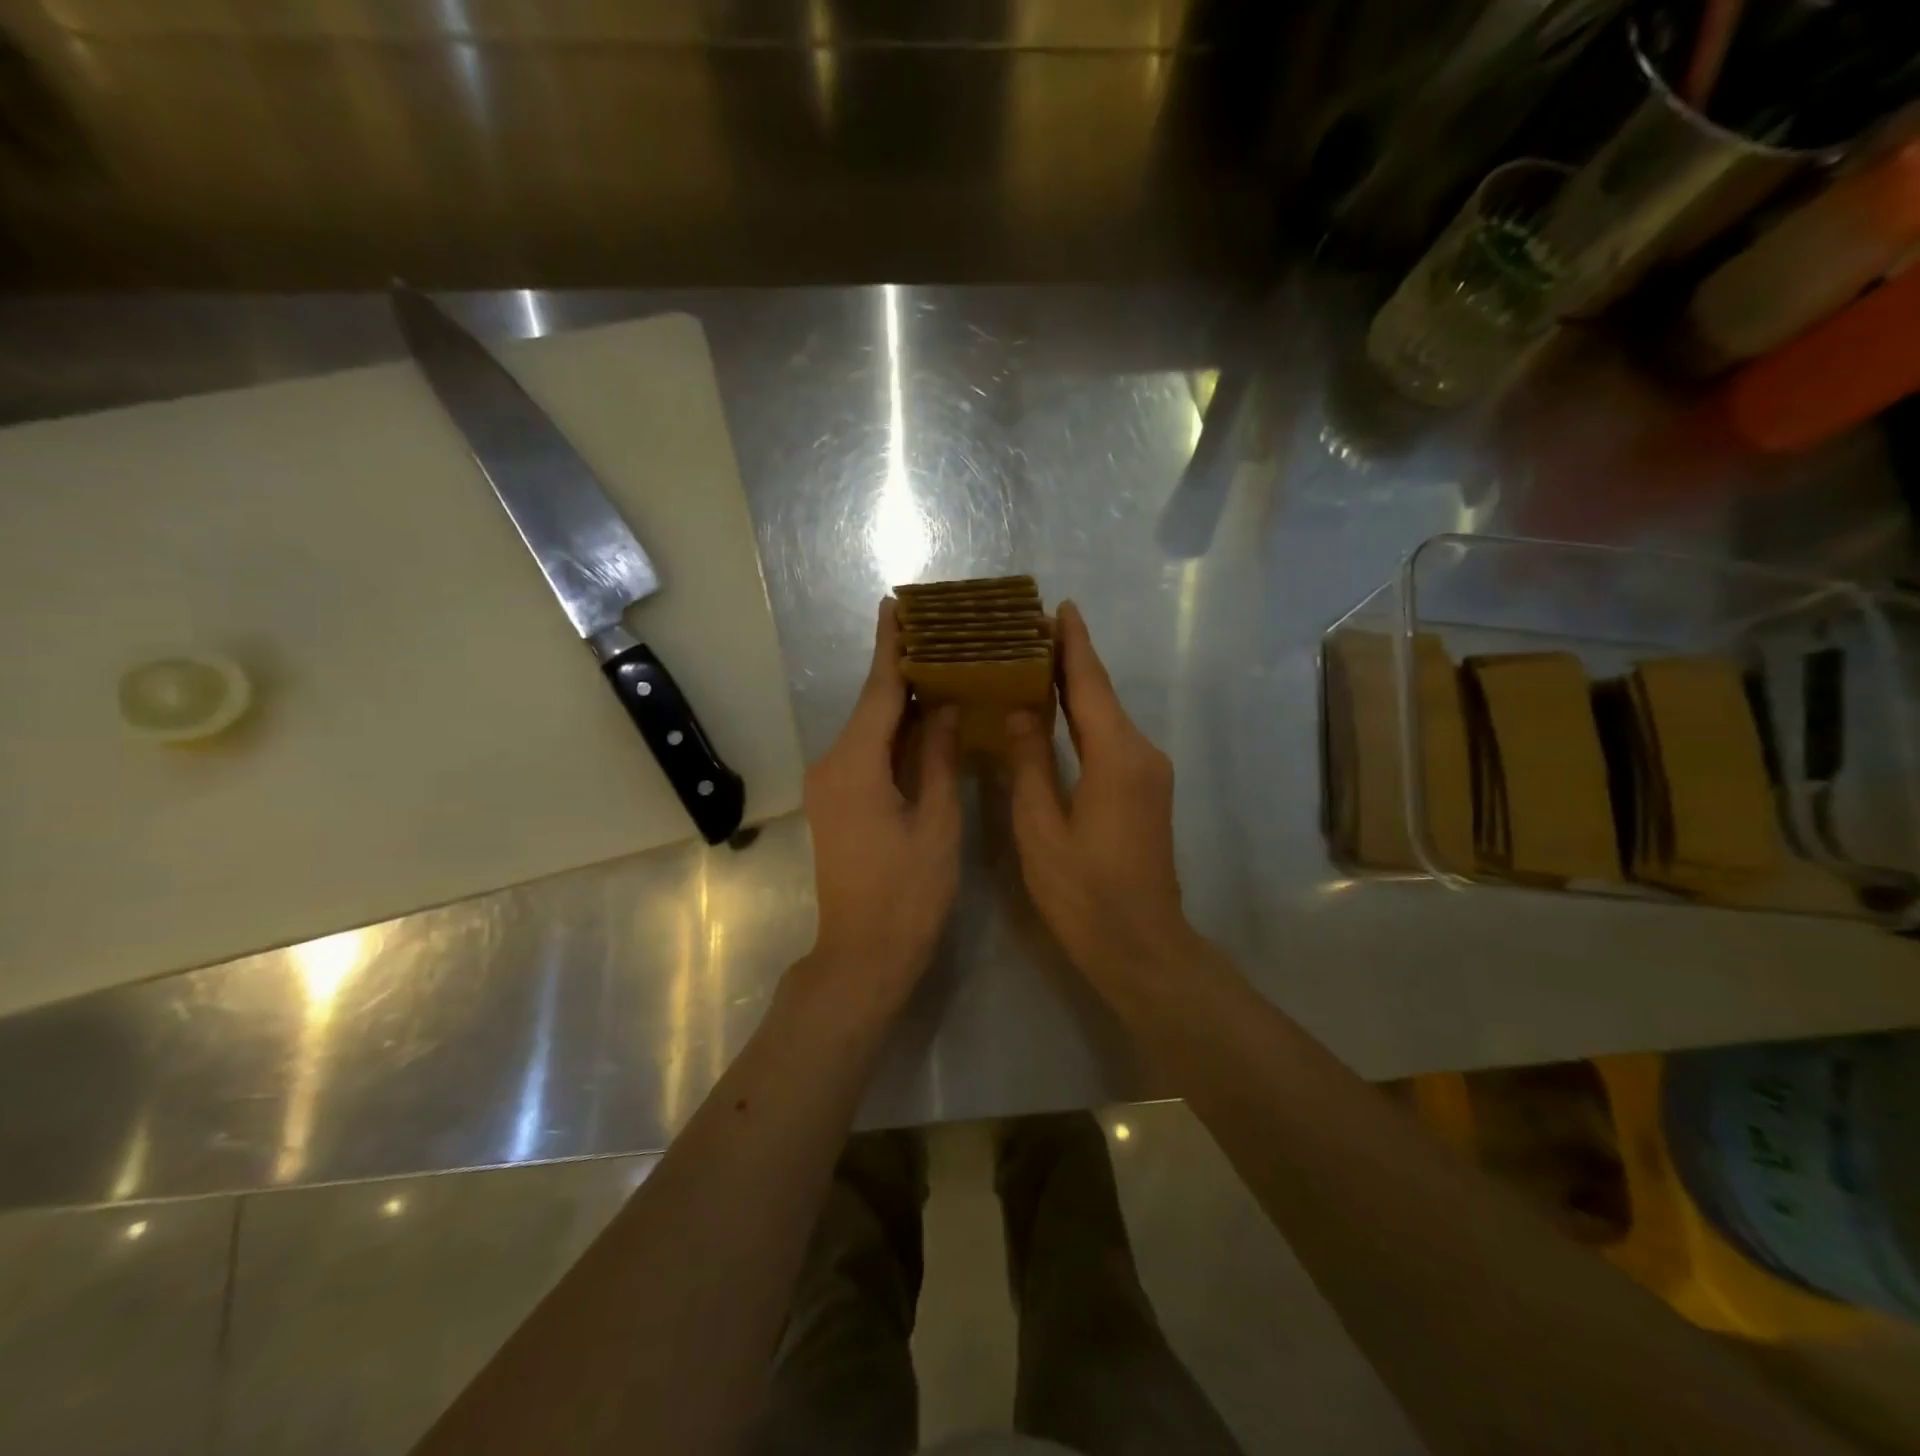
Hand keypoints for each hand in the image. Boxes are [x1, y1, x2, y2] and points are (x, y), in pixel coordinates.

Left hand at [800, 598, 961, 1008]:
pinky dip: (893, 734)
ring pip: (869, 730)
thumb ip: (937, 757)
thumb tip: (942, 705)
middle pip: (871, 707)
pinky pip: (866, 754)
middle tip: (939, 634)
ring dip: (899, 703)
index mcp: (855, 764)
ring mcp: (829, 785)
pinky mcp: (835, 802)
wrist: (863, 955)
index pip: (878, 692)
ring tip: (939, 668)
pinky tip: (922, 721)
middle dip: (901, 671)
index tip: (897, 605)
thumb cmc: (908, 893)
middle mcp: (832, 765)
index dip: (891, 648)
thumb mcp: (936, 822)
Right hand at [1005, 602, 1196, 994]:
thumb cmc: (1083, 892)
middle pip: (1102, 695)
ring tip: (1036, 665)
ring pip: (1109, 717)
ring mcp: (1150, 773)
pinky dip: (1086, 719)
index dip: (1073, 644)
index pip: (1090, 684)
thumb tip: (1020, 712)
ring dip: (1077, 690)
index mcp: (1116, 756)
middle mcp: (1142, 753)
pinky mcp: (1148, 791)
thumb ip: (1029, 764)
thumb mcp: (1041, 828)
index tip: (1059, 607)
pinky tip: (1059, 716)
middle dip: (1071, 661)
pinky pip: (1114, 740)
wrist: (1141, 945)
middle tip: (1031, 632)